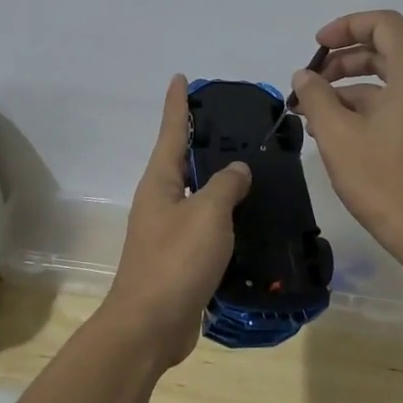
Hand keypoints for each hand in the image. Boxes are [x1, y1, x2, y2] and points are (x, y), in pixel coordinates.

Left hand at [101, 75, 252, 367]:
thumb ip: (226, 185)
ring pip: (197, 195)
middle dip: (203, 140)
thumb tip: (238, 169)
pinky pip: (205, 226)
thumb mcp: (208, 214)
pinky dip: (225, 218)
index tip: (180, 76)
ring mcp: (168, 231)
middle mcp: (160, 200)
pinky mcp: (180, 259)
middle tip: (236, 124)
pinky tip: (249, 219)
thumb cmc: (175, 261)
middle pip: (183, 161)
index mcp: (160, 182)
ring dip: (218, 182)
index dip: (177, 103)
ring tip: (252, 169)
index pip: (171, 131)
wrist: (150, 326)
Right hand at [292, 10, 402, 264]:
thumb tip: (305, 76)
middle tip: (309, 83)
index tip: (317, 47)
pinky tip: (333, 130)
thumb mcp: (338, 134)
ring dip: (348, 87)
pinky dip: (365, 107)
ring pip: (387, 80)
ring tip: (312, 113)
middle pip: (385, 50)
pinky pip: (396, 102)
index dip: (347, 26)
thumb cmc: (383, 180)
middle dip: (342, 60)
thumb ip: (316, 96)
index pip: (384, 24)